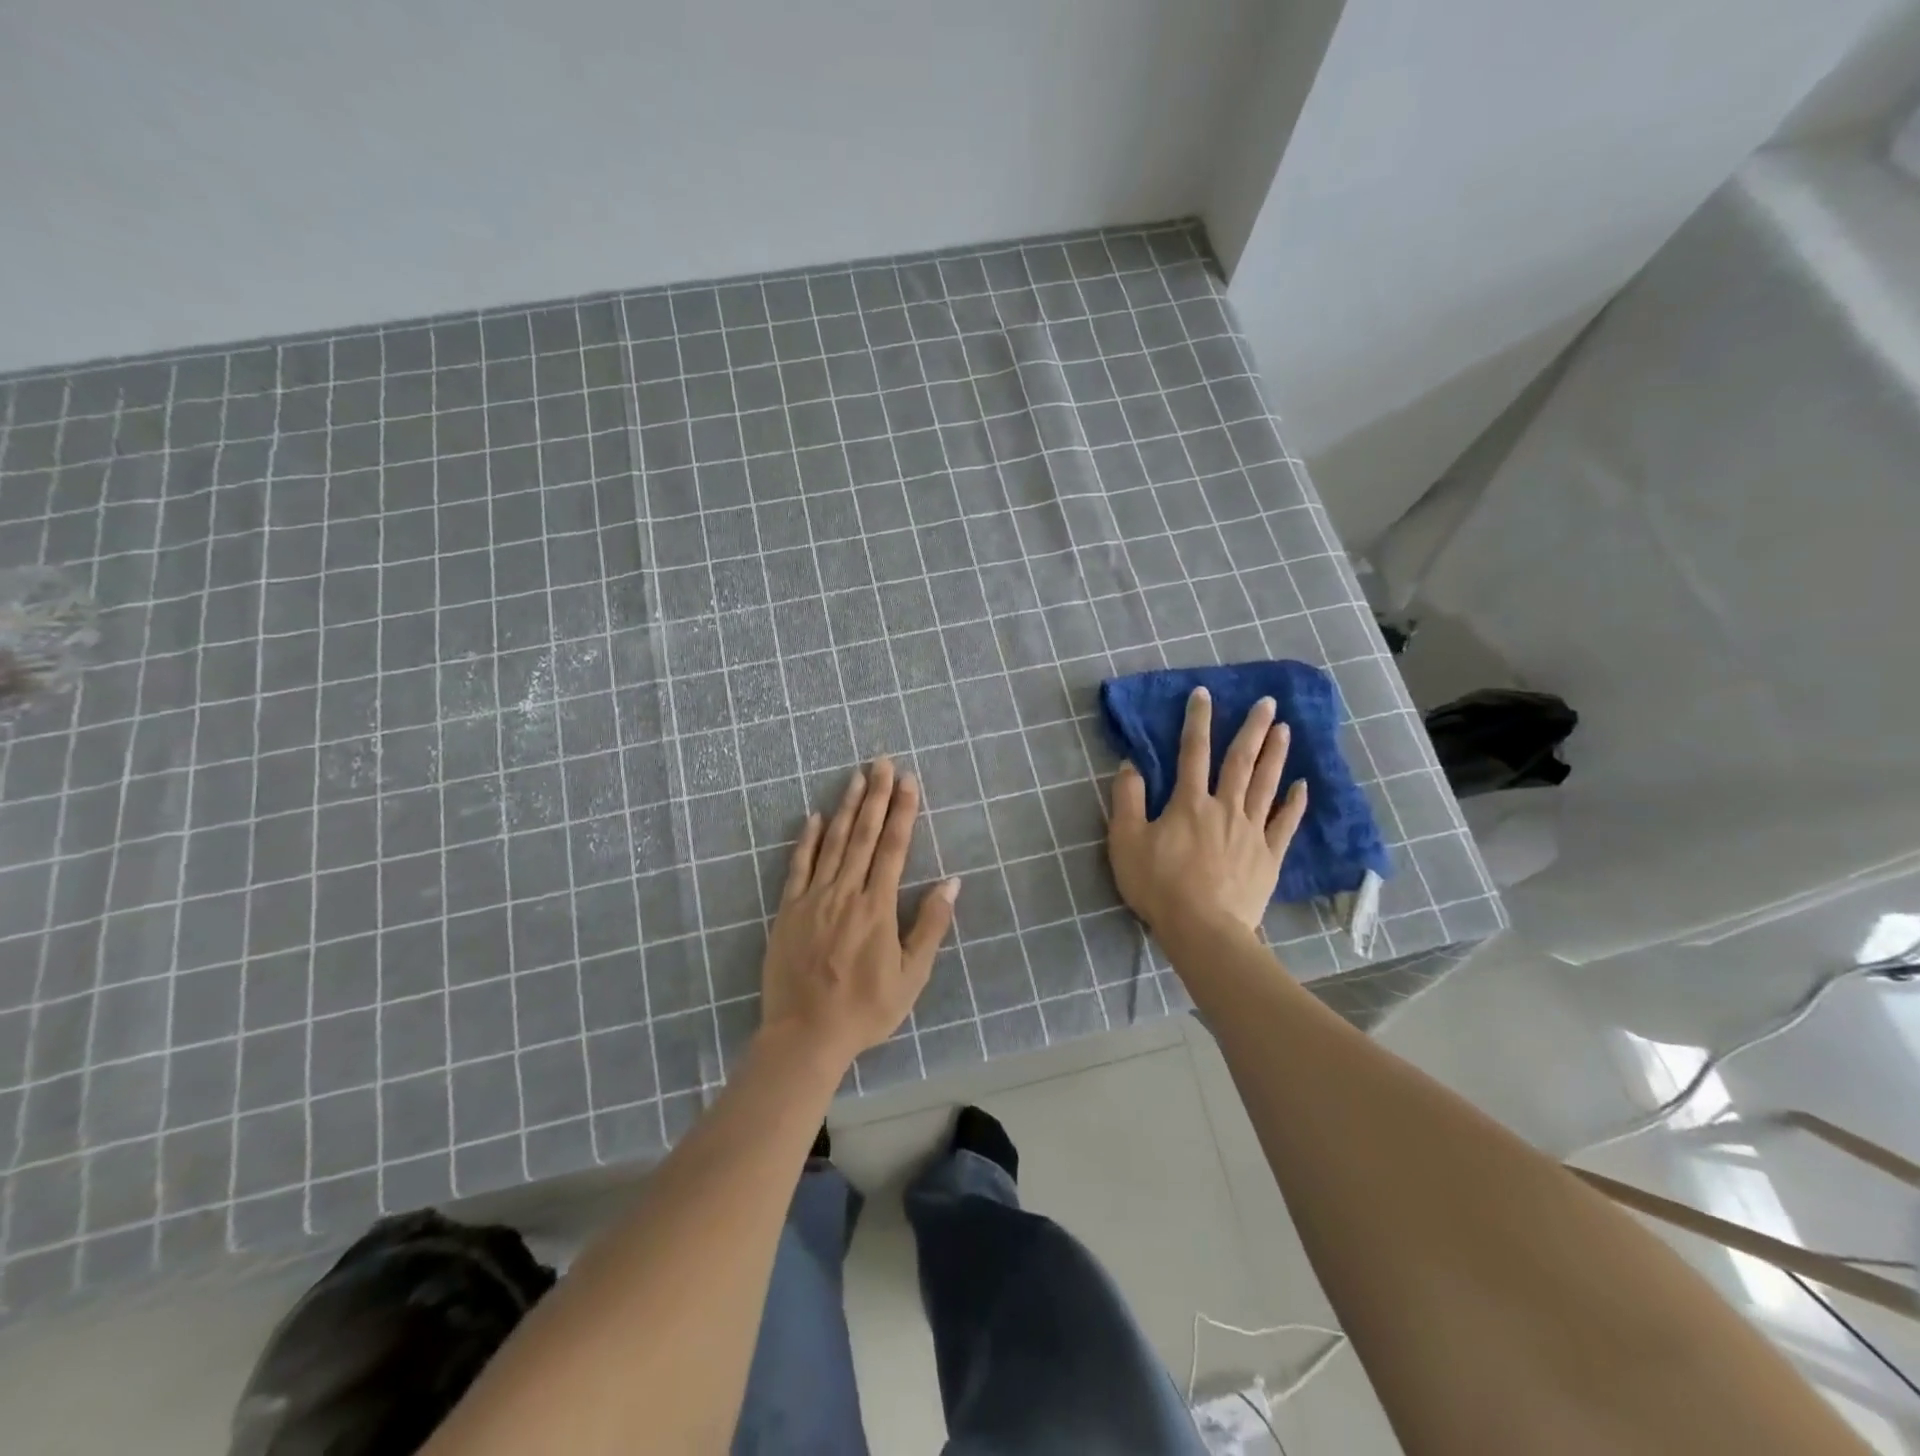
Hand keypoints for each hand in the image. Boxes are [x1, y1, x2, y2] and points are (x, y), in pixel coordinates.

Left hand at [760, 758, 960, 1065]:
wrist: (804, 1036)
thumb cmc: (865, 1010)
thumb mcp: (911, 977)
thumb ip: (930, 926)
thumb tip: (952, 882)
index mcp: (877, 907)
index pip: (893, 847)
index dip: (902, 811)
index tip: (908, 780)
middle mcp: (845, 893)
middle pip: (862, 835)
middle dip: (875, 795)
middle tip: (882, 762)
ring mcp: (813, 898)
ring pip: (832, 842)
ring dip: (845, 807)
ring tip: (855, 777)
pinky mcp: (788, 910)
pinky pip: (797, 866)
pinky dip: (806, 839)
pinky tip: (813, 816)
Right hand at [1107, 687, 1307, 935]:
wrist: (1202, 929)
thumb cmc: (1158, 885)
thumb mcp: (1126, 841)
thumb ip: (1127, 800)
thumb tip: (1130, 765)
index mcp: (1189, 803)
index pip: (1192, 752)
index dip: (1197, 721)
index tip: (1205, 694)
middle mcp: (1224, 808)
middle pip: (1240, 761)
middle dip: (1252, 728)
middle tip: (1268, 702)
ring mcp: (1251, 832)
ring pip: (1265, 785)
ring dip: (1275, 754)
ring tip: (1286, 729)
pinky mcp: (1268, 857)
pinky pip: (1284, 824)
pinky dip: (1293, 803)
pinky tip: (1301, 785)